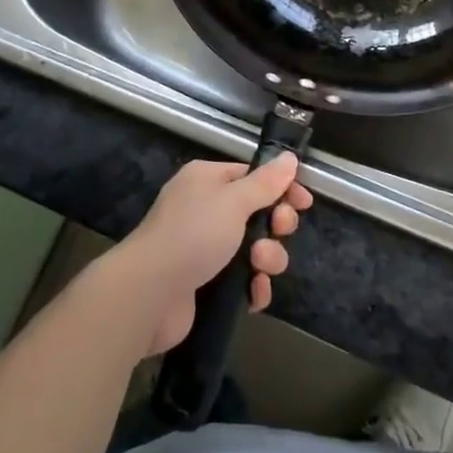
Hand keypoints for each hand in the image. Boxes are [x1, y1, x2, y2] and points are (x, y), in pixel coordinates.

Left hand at [108, 155, 312, 355]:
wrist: (149, 294)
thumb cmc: (192, 235)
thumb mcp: (233, 201)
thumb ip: (265, 183)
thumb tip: (289, 158)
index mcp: (207, 181)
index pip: (252, 176)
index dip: (280, 188)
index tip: (303, 203)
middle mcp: (205, 210)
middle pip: (257, 213)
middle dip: (275, 226)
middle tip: (278, 232)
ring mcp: (205, 248)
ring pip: (254, 249)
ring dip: (267, 258)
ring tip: (258, 266)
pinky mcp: (206, 283)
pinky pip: (242, 280)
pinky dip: (253, 287)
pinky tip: (255, 294)